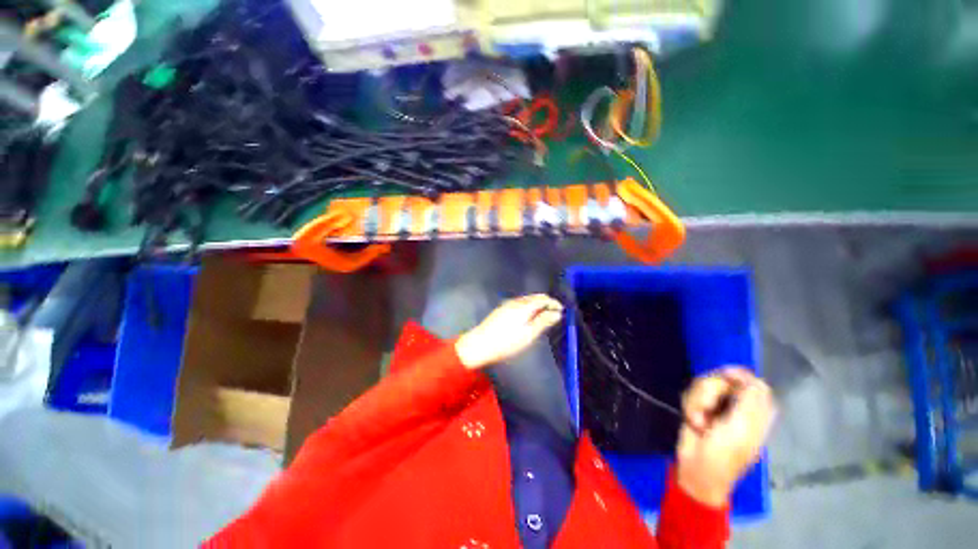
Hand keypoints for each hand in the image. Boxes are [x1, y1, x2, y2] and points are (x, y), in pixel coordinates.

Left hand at [455, 294, 563, 369]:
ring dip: (537, 305)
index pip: (543, 298)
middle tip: (554, 314)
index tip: (562, 311)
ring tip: (543, 317)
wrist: (479, 344)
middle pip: (534, 297)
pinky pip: (519, 304)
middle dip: (546, 303)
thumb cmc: (506, 342)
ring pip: (526, 300)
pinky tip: (528, 317)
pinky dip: (528, 307)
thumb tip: (557, 313)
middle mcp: (516, 301)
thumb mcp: (528, 334)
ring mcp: (507, 305)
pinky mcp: (501, 310)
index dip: (554, 303)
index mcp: (524, 306)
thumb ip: (543, 322)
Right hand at [676, 367, 775, 507]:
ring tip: (699, 421)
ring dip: (697, 402)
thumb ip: (750, 399)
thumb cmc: (723, 454)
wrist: (696, 469)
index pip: (752, 381)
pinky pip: (691, 393)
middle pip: (723, 378)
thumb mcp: (742, 428)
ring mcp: (717, 406)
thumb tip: (748, 375)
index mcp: (756, 411)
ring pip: (703, 384)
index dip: (737, 376)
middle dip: (709, 391)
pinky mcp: (699, 407)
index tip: (724, 377)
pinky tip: (693, 421)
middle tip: (707, 409)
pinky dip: (689, 406)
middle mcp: (737, 405)